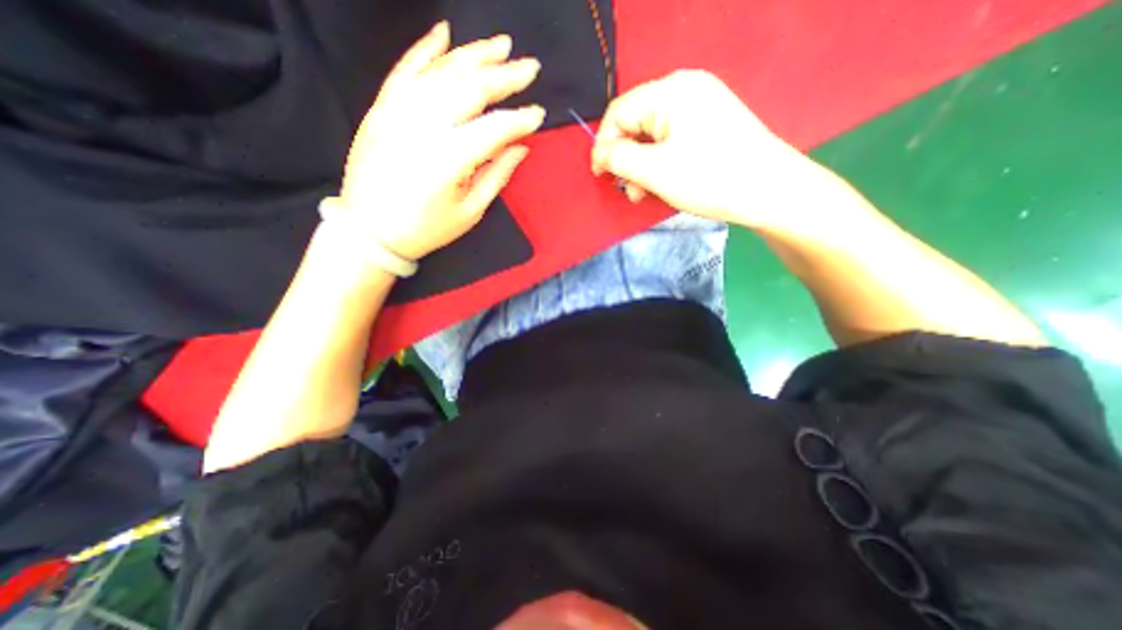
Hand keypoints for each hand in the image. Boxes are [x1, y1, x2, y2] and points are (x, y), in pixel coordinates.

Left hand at [340, 23, 546, 259]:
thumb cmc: (426, 229)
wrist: (369, 231)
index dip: (519, 120)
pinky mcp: (380, 108)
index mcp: (448, 160)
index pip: (493, 128)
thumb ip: (497, 175)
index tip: (539, 115)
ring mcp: (397, 112)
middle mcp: (422, 127)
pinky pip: (404, 70)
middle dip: (504, 76)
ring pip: (441, 72)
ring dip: (474, 55)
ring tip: (502, 46)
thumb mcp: (470, 212)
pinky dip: (426, 49)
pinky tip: (445, 33)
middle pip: (470, 89)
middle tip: (530, 68)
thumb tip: (521, 147)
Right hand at [589, 68, 820, 230]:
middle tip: (628, 190)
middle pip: (636, 123)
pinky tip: (662, 183)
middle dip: (626, 159)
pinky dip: (660, 163)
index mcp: (670, 92)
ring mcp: (700, 106)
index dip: (603, 144)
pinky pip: (671, 140)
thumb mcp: (655, 171)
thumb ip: (620, 159)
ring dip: (642, 166)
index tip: (599, 175)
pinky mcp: (709, 125)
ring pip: (653, 135)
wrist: (769, 190)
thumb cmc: (708, 178)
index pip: (619, 112)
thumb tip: (601, 153)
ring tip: (644, 193)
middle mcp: (685, 90)